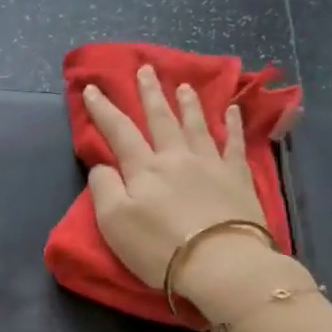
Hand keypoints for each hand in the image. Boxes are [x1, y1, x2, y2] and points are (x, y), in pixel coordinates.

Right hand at [84, 64, 270, 295]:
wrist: (220, 263)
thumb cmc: (160, 248)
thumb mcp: (114, 223)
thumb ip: (104, 188)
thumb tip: (102, 165)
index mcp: (144, 169)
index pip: (119, 131)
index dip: (104, 109)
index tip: (93, 87)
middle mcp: (176, 157)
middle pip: (161, 119)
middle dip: (150, 93)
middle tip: (146, 69)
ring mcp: (211, 164)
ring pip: (196, 124)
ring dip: (187, 103)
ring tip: (183, 85)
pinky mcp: (238, 178)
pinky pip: (234, 143)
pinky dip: (233, 124)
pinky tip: (232, 111)